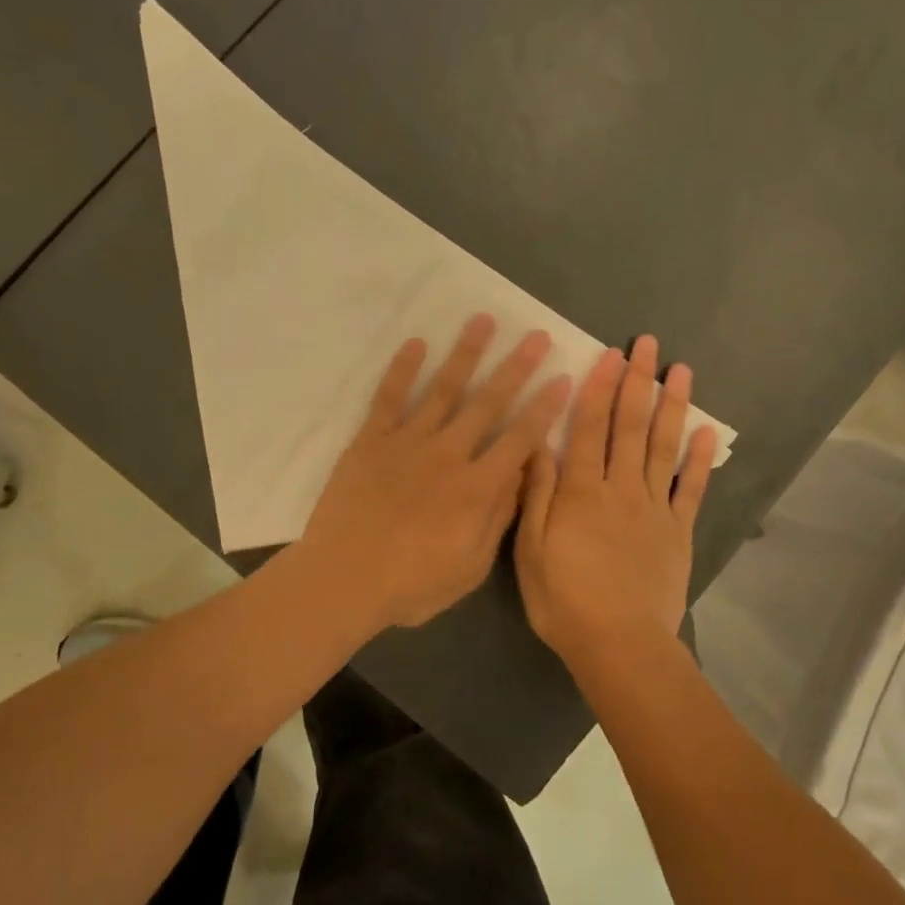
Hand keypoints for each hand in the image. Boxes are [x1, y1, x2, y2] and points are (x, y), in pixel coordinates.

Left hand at [300, 314, 571, 631]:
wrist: (342, 580)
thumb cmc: (411, 584)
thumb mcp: (470, 566)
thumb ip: (498, 517)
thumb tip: (520, 474)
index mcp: (476, 488)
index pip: (520, 438)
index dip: (544, 408)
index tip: (562, 378)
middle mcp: (448, 454)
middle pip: (488, 403)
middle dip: (516, 367)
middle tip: (536, 335)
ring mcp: (408, 442)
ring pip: (443, 389)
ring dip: (466, 354)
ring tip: (483, 320)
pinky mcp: (371, 441)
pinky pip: (389, 398)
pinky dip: (402, 369)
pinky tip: (416, 343)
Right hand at [514, 334, 717, 667]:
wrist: (620, 645)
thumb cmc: (564, 600)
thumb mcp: (531, 550)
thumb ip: (538, 494)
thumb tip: (538, 444)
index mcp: (581, 491)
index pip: (589, 428)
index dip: (599, 388)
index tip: (610, 355)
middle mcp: (620, 488)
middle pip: (630, 426)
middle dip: (638, 382)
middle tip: (648, 345)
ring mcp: (654, 507)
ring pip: (662, 447)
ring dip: (672, 406)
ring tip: (681, 371)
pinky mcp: (678, 531)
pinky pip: (690, 488)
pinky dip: (699, 459)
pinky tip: (707, 432)